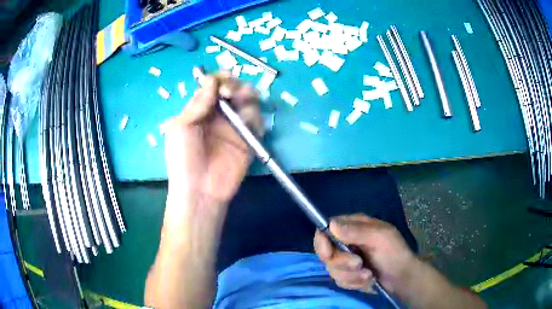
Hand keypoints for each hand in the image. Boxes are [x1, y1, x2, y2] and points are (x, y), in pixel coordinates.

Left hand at [164, 73, 262, 203]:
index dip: (218, 79)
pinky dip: (255, 116)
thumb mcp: (182, 127)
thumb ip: (198, 103)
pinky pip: (257, 122)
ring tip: (240, 100)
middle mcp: (218, 115)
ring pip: (247, 102)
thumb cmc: (183, 158)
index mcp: (200, 111)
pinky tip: (247, 121)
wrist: (199, 190)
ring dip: (247, 95)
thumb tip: (211, 80)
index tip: (221, 80)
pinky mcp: (249, 140)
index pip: (212, 87)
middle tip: (230, 92)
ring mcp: (235, 127)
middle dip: (234, 85)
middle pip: (232, 90)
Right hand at [314, 214, 415, 293]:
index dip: (323, 242)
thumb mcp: (380, 237)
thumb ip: (356, 231)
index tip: (329, 255)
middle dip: (342, 263)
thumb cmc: (394, 252)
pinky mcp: (348, 275)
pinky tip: (367, 280)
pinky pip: (340, 281)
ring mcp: (346, 260)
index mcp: (353, 227)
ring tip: (368, 275)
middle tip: (359, 264)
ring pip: (332, 269)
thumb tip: (331, 225)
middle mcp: (346, 242)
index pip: (326, 230)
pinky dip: (354, 282)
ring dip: (351, 275)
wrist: (401, 277)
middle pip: (326, 253)